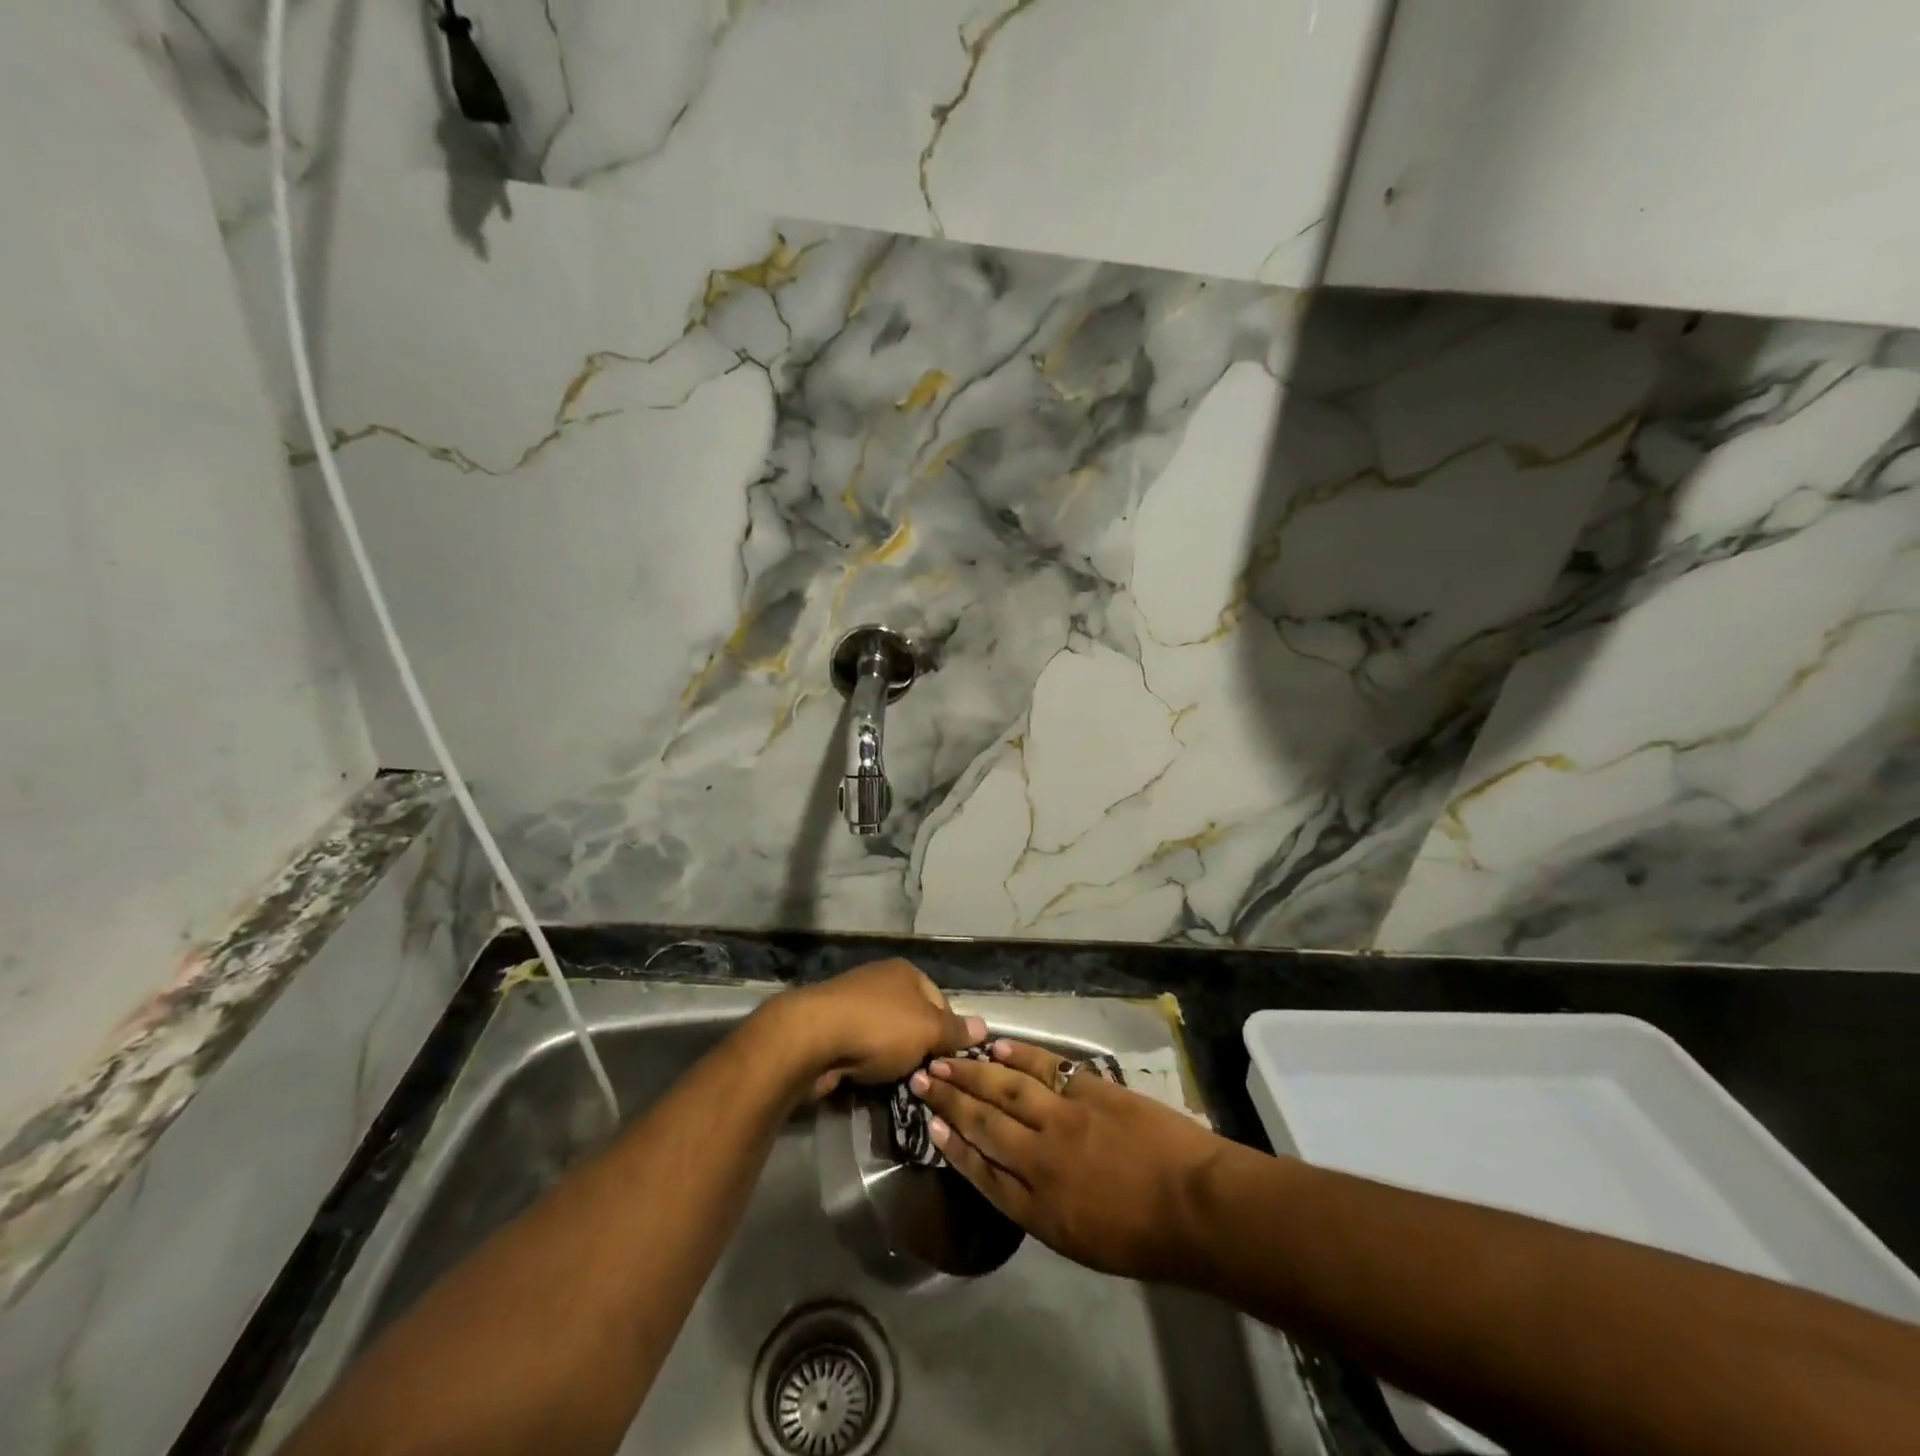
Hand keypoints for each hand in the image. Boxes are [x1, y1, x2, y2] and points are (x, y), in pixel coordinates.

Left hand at [763, 959, 986, 1100]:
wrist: (811, 1038)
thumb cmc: (879, 1028)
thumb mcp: (928, 1030)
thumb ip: (955, 1031)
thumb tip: (984, 1026)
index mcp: (906, 972)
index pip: (940, 1002)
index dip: (948, 1032)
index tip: (948, 1061)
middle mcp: (880, 980)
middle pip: (912, 1019)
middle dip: (919, 1048)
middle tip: (924, 1076)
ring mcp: (852, 1002)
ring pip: (885, 1036)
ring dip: (891, 1059)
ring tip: (896, 1083)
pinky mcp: (830, 1027)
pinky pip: (860, 1048)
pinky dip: (865, 1063)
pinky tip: (866, 1078)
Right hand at [912, 1038, 1226, 1281]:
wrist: (1197, 1206)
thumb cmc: (1144, 1238)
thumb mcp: (1082, 1242)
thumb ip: (1042, 1207)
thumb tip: (1014, 1174)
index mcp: (1038, 1207)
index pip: (982, 1171)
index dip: (952, 1146)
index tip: (930, 1125)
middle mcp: (1040, 1158)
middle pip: (984, 1122)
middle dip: (950, 1100)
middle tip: (922, 1078)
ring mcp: (1064, 1118)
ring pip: (1007, 1088)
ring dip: (973, 1072)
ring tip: (947, 1058)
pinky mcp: (1089, 1090)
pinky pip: (1045, 1068)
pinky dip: (1019, 1056)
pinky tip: (998, 1048)